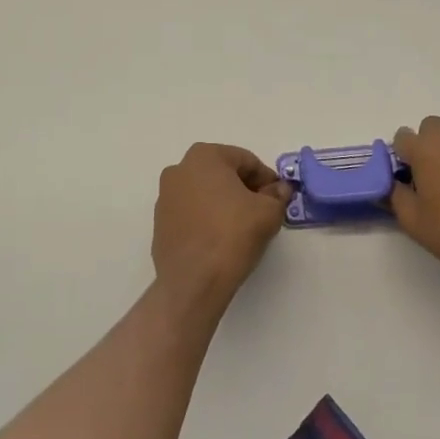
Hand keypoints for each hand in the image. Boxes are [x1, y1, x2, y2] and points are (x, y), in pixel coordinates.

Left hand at [151, 143, 289, 315]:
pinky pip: (191, 212)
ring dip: (224, 203)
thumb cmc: (232, 235)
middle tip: (262, 211)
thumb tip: (279, 189)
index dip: (266, 179)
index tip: (277, 198)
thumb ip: (277, 195)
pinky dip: (207, 219)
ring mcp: (165, 196)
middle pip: (223, 173)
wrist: (193, 282)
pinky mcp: (160, 222)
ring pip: (205, 192)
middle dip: (244, 189)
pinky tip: (220, 239)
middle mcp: (179, 169)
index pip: (246, 160)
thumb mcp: (268, 212)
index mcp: (204, 156)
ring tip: (241, 228)